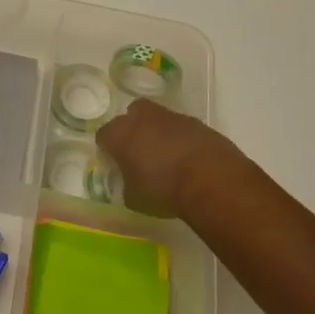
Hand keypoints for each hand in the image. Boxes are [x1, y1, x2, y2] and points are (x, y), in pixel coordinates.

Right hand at [96, 98, 250, 222]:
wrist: (210, 178)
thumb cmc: (163, 189)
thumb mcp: (134, 198)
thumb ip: (126, 184)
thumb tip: (130, 180)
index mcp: (120, 134)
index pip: (104, 135)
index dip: (107, 148)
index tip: (114, 162)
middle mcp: (142, 118)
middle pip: (130, 115)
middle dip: (132, 129)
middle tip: (138, 150)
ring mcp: (171, 116)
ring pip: (157, 118)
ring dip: (158, 132)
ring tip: (166, 155)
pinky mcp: (195, 121)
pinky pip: (180, 127)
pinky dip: (180, 138)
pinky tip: (187, 157)